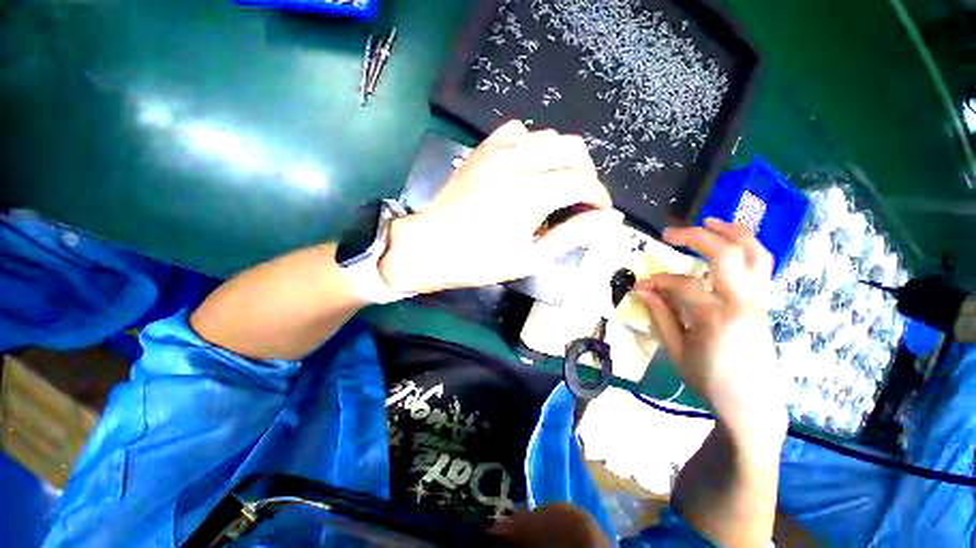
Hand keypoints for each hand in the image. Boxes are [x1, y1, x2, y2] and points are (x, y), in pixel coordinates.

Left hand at [380, 121, 620, 292]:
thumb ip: (571, 236)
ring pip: (548, 136)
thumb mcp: (529, 258)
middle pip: (573, 149)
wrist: (430, 247)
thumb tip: (608, 220)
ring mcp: (497, 152)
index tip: (599, 212)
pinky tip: (527, 166)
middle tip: (579, 200)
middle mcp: (518, 163)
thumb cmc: (479, 261)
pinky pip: (517, 131)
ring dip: (562, 159)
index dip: (599, 197)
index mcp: (531, 194)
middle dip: (586, 174)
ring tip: (555, 185)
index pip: (584, 182)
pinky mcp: (482, 150)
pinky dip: (532, 145)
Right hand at [635, 219, 785, 445]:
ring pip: (755, 253)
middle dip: (696, 236)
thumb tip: (642, 289)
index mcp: (716, 319)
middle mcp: (743, 303)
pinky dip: (747, 247)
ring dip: (732, 232)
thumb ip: (660, 315)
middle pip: (726, 254)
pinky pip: (762, 266)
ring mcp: (759, 301)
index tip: (641, 284)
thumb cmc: (710, 382)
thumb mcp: (676, 351)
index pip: (682, 285)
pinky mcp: (764, 304)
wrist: (753, 406)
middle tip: (670, 233)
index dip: (657, 280)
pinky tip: (730, 243)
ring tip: (710, 221)